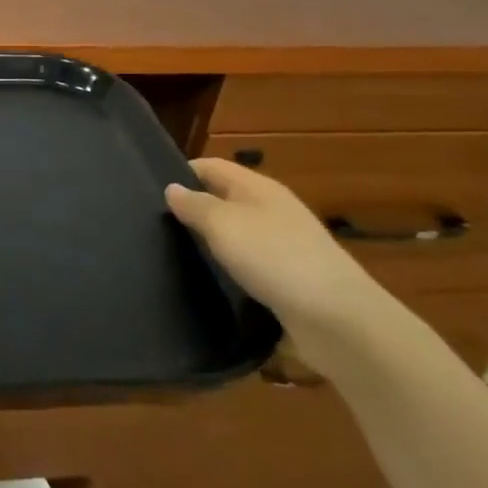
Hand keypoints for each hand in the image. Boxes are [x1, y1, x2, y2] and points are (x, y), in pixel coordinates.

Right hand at [166, 158, 396, 366]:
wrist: (339, 320)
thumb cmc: (275, 259)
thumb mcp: (224, 225)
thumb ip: (195, 205)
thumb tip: (172, 188)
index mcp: (258, 187)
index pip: (211, 166)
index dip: (181, 173)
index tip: (147, 192)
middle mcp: (272, 210)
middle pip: (224, 199)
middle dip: (194, 208)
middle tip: (155, 226)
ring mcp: (284, 245)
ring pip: (237, 233)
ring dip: (211, 242)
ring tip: (175, 254)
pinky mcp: (290, 279)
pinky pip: (250, 264)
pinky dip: (231, 269)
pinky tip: (212, 282)